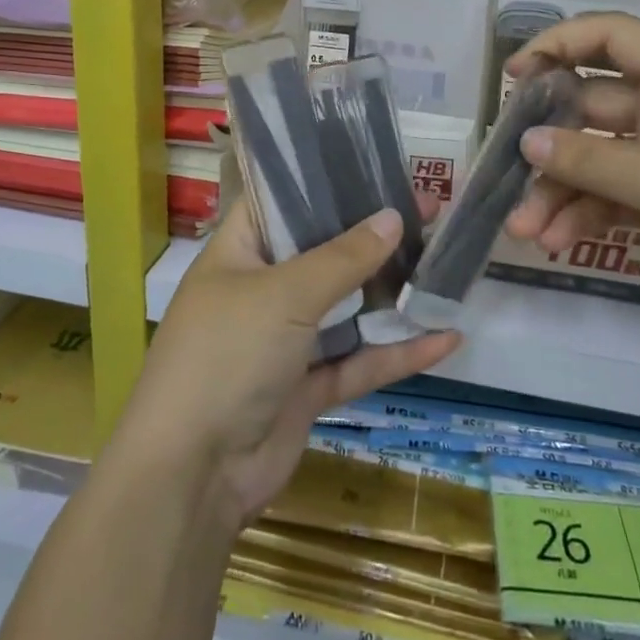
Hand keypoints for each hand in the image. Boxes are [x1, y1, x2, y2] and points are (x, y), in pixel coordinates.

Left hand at [109, 198, 460, 535]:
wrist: (193, 473)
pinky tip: (446, 338)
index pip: (281, 199)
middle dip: (372, 234)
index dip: (326, 180)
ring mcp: (285, 340)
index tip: (377, 166)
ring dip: (391, 292)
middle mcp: (262, 288)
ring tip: (443, 263)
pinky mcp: (308, 387)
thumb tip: (394, 216)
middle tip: (429, 210)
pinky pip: (359, 360)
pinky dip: (398, 352)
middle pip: (323, 251)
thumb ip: (342, 257)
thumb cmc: (227, 355)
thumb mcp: (284, 294)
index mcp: (240, 251)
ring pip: (347, 306)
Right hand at [504, 14, 639, 353]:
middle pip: (594, 108)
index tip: (514, 77)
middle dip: (549, 144)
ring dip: (562, 191)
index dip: (559, 43)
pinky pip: (622, 198)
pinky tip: (558, 242)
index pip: (612, 37)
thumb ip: (589, 159)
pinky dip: (590, 216)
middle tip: (504, 174)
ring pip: (603, 161)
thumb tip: (527, 142)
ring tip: (526, 231)